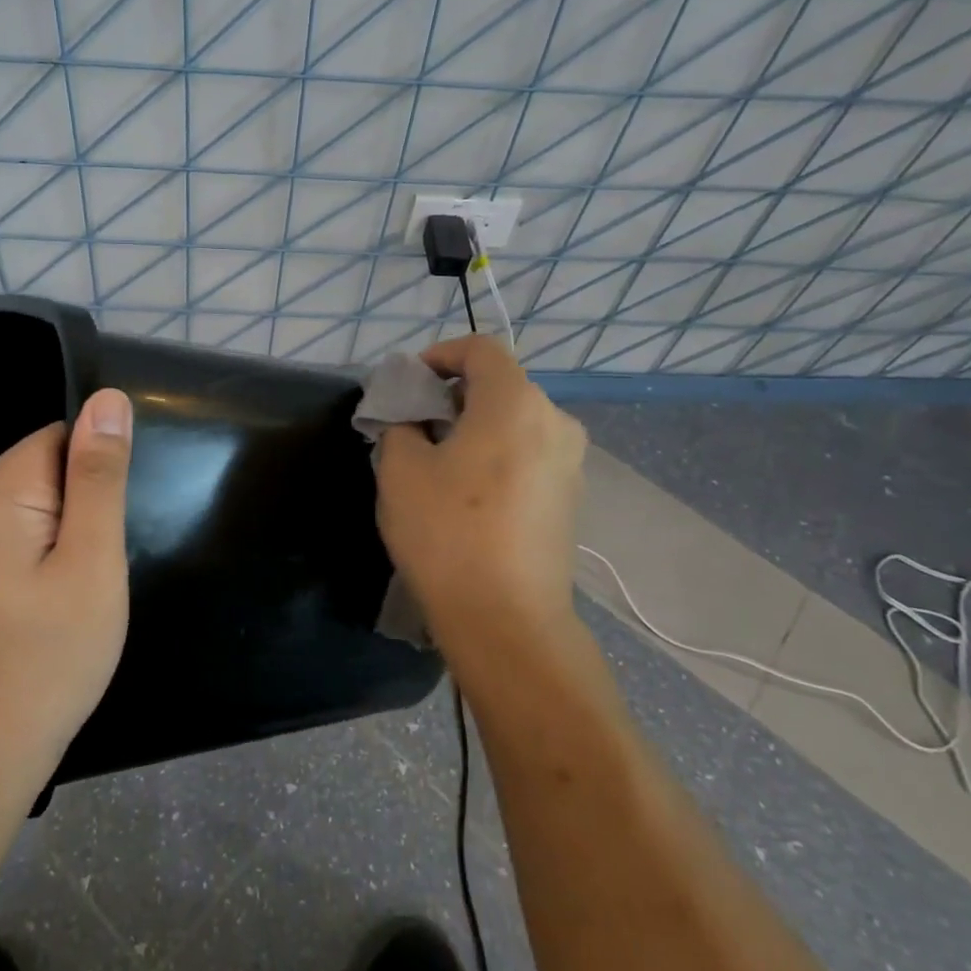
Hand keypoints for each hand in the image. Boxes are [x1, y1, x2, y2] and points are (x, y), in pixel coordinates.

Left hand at [0, 388, 132, 801]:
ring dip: (52, 541)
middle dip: (73, 514)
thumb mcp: (92, 563)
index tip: (100, 539)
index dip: (93, 485)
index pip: (57, 441)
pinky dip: (25, 562)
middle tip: (86, 580)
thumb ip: (99, 476)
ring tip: (63, 601)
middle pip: (37, 473)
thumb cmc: (48, 660)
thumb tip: (107, 399)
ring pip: (21, 509)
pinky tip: (33, 614)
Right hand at [376, 336, 587, 668]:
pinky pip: (529, 454)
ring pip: (515, 422)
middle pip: (500, 385)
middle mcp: (554, 421)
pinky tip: (468, 493)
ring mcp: (570, 462)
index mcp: (515, 402)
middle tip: (414, 426)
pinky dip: (497, 455)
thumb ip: (401, 425)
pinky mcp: (571, 498)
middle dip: (453, 395)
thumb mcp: (400, 470)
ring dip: (475, 427)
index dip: (439, 355)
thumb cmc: (447, 533)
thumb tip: (413, 421)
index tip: (408, 385)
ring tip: (437, 461)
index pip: (480, 349)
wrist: (507, 621)